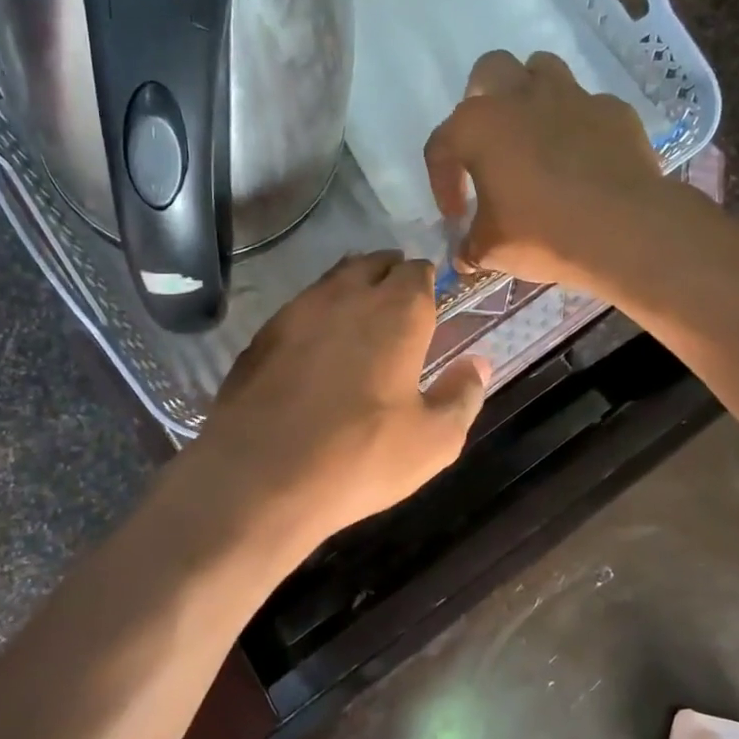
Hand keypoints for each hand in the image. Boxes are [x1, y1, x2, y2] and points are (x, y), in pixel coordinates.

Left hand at [185, 253, 487, 560]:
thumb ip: (462, 395)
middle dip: (391, 273)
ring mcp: (299, 309)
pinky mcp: (263, 333)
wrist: (259, 475)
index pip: (417, 272)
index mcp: (397, 312)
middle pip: (374, 264)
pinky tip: (317, 342)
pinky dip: (317, 312)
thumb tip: (479, 364)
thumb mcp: (433, 440)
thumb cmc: (360, 456)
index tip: (431, 297)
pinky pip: (301, 306)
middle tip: (399, 299)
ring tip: (361, 312)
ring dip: (353, 286)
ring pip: (334, 278)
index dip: (426, 280)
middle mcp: (348, 295)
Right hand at [424, 51, 665, 291]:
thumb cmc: (543, 234)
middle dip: (482, 100)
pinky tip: (582, 158)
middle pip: (489, 71)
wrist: (625, 230)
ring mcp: (572, 97)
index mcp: (478, 127)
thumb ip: (470, 245)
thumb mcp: (492, 250)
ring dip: (531, 95)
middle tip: (489, 143)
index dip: (442, 182)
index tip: (457, 216)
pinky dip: (578, 125)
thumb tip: (464, 254)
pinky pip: (588, 106)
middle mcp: (521, 97)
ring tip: (534, 135)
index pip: (441, 145)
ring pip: (542, 70)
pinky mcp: (613, 111)